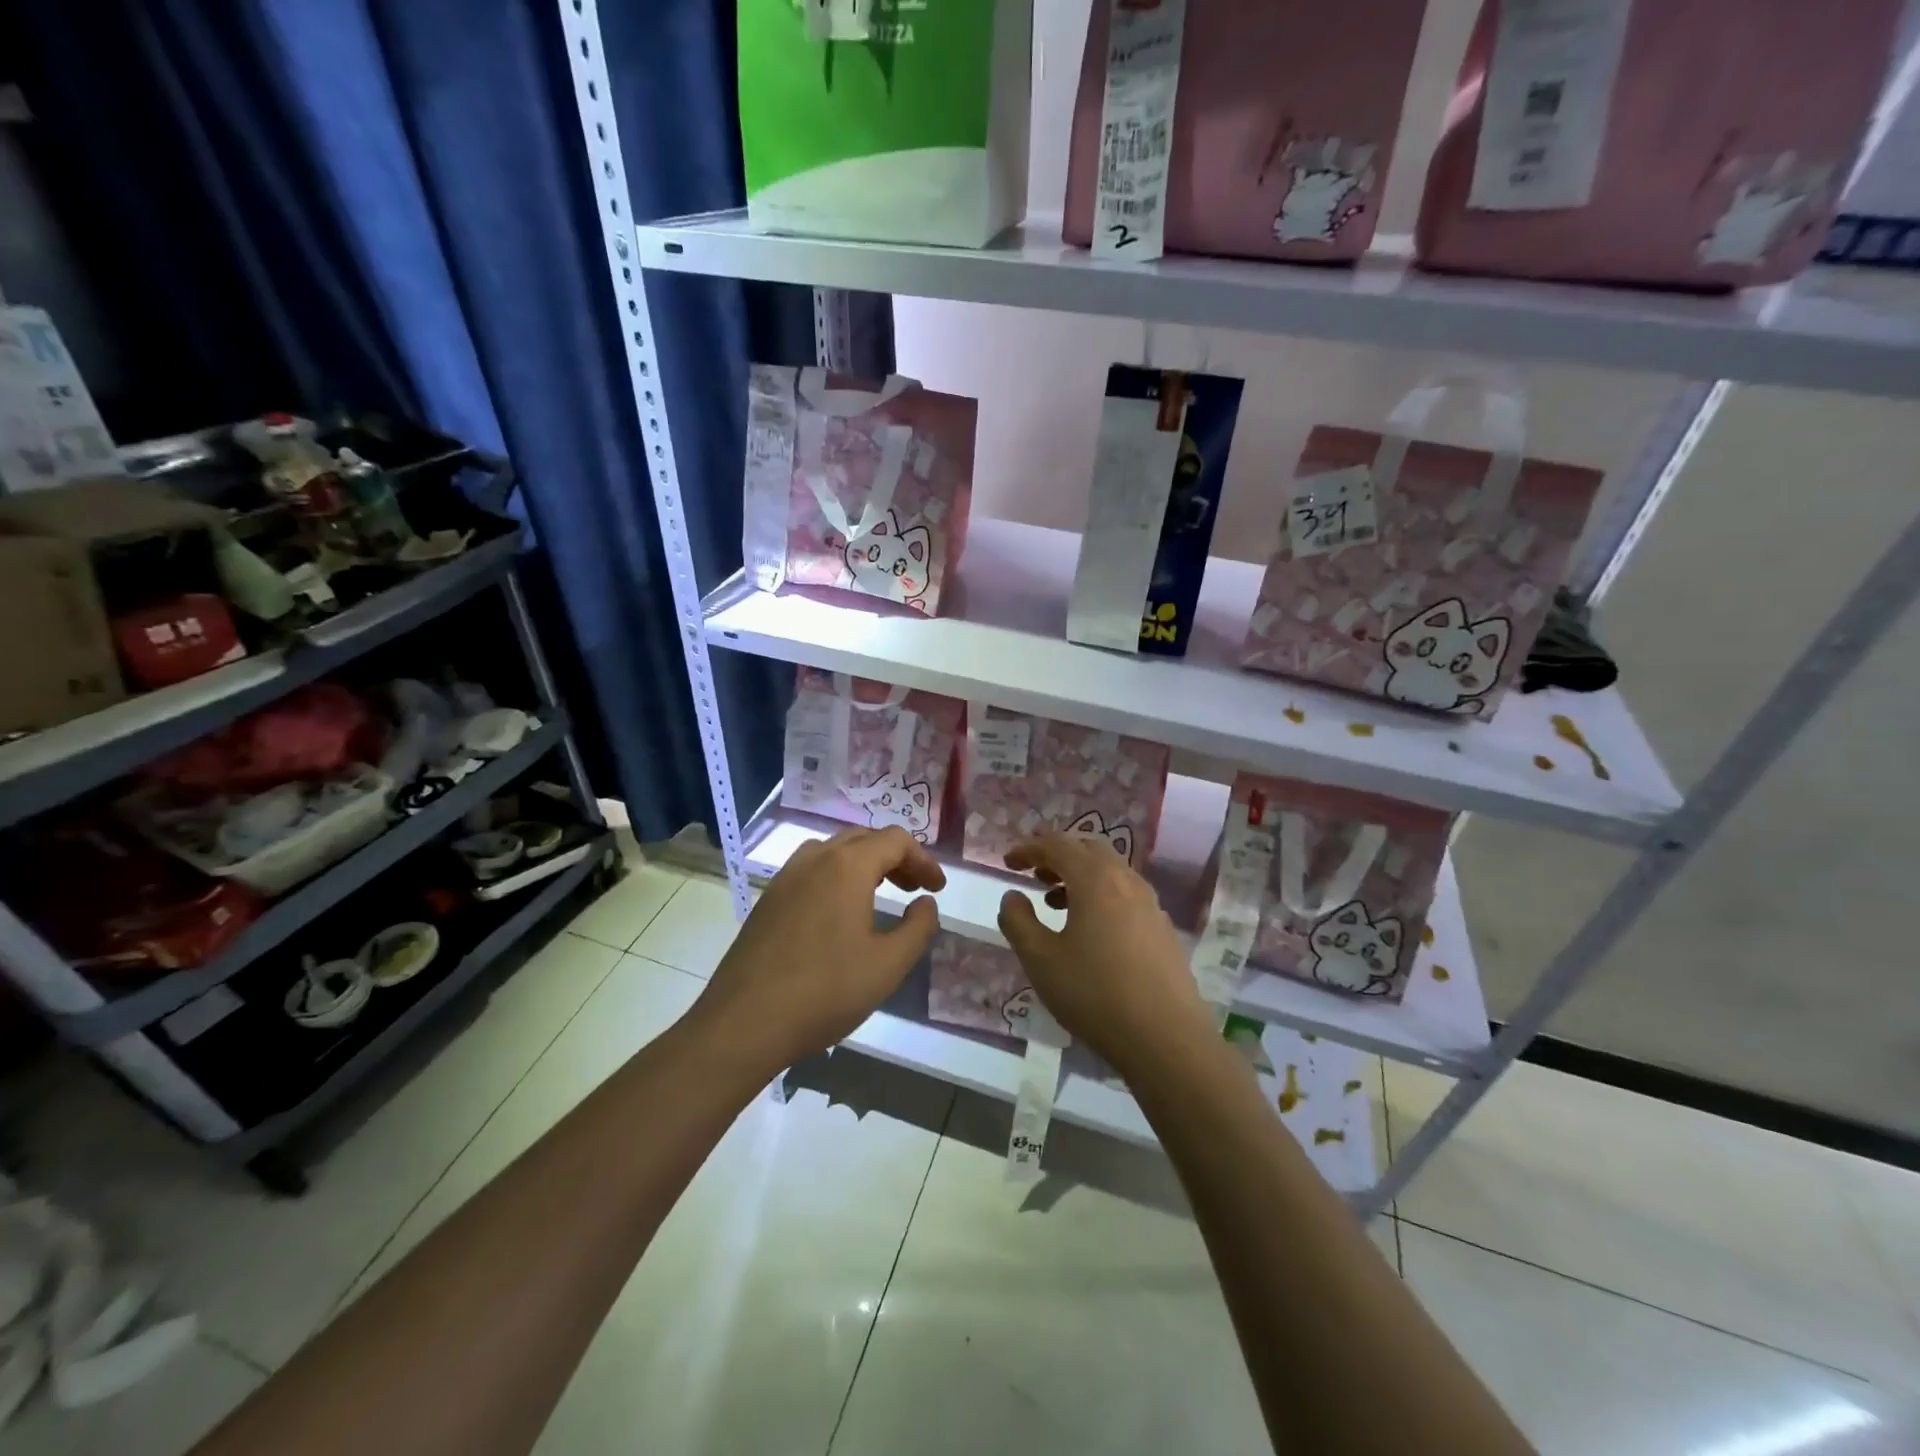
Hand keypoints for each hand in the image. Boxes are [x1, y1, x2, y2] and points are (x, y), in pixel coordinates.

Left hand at [697, 827, 945, 1069]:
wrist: (744, 1022)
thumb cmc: (825, 991)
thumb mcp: (888, 965)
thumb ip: (918, 928)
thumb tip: (925, 903)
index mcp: (847, 866)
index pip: (895, 840)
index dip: (923, 859)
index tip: (937, 889)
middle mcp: (815, 859)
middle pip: (864, 838)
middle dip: (896, 858)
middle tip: (914, 889)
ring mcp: (786, 877)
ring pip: (834, 851)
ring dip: (864, 863)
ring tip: (880, 893)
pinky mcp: (768, 899)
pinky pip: (811, 870)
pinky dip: (836, 876)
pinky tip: (839, 912)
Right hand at [996, 833, 1215, 1074]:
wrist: (1166, 1038)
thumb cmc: (1094, 994)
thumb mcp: (1041, 960)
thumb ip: (1018, 921)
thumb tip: (1012, 896)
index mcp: (1095, 879)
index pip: (1057, 845)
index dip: (1029, 848)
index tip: (1008, 863)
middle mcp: (1126, 881)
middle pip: (1089, 849)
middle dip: (1058, 856)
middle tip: (1034, 875)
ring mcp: (1150, 904)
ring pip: (1111, 872)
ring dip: (1080, 876)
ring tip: (1056, 903)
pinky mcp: (1162, 928)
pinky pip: (1126, 894)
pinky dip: (1101, 895)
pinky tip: (1091, 930)